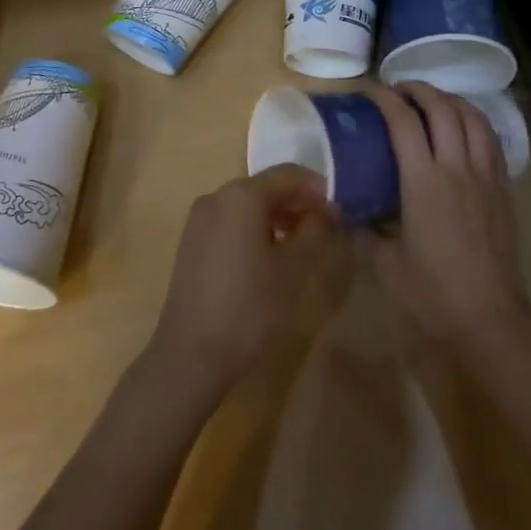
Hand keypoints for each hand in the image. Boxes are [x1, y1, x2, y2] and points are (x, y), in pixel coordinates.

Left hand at [148, 165, 338, 394]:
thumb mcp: (294, 269)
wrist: (191, 354)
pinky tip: (269, 256)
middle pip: (266, 187)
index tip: (339, 209)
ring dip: (277, 216)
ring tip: (300, 244)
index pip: (289, 174)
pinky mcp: (192, 241)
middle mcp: (217, 196)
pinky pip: (231, 221)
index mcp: (242, 195)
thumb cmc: (250, 307)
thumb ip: (315, 230)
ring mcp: (199, 219)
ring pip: (247, 205)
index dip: (318, 188)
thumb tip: (327, 209)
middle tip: (324, 228)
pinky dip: (254, 228)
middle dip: (297, 202)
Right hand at [364, 82, 529, 347]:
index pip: (404, 123)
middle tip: (398, 89)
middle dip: (418, 89)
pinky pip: (491, 139)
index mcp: (424, 183)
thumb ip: (363, 230)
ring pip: (473, 117)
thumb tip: (345, 209)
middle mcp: (457, 169)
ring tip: (432, 100)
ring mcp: (485, 176)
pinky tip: (464, 126)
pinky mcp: (503, 188)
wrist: (490, 318)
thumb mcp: (385, 264)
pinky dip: (475, 120)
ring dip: (450, 99)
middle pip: (442, 108)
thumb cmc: (432, 293)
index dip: (385, 99)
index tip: (369, 90)